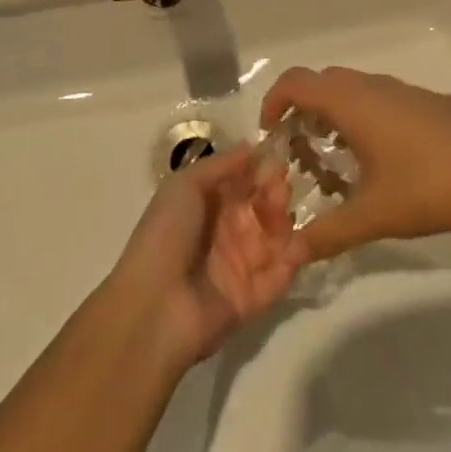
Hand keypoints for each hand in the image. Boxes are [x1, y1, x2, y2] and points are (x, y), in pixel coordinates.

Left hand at [108, 145, 299, 367]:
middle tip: (280, 189)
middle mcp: (228, 232)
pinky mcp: (256, 298)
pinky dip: (292, 261)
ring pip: (277, 238)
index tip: (277, 159)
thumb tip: (252, 146)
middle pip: (264, 207)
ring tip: (283, 216)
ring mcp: (243, 265)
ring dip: (286, 223)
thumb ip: (221, 165)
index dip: (262, 170)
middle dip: (276, 193)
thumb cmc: (167, 235)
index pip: (245, 182)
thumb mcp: (185, 186)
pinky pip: (281, 276)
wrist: (154, 305)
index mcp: (210, 205)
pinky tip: (297, 246)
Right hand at [259, 67, 450, 259]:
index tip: (269, 133)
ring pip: (353, 89)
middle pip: (322, 83)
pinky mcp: (426, 101)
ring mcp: (402, 90)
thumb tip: (288, 252)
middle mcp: (372, 86)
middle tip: (300, 151)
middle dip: (302, 111)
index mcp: (351, 102)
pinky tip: (382, 158)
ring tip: (337, 158)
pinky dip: (363, 116)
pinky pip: (379, 98)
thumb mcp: (372, 216)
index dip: (273, 101)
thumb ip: (327, 234)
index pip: (295, 82)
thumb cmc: (428, 187)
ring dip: (334, 114)